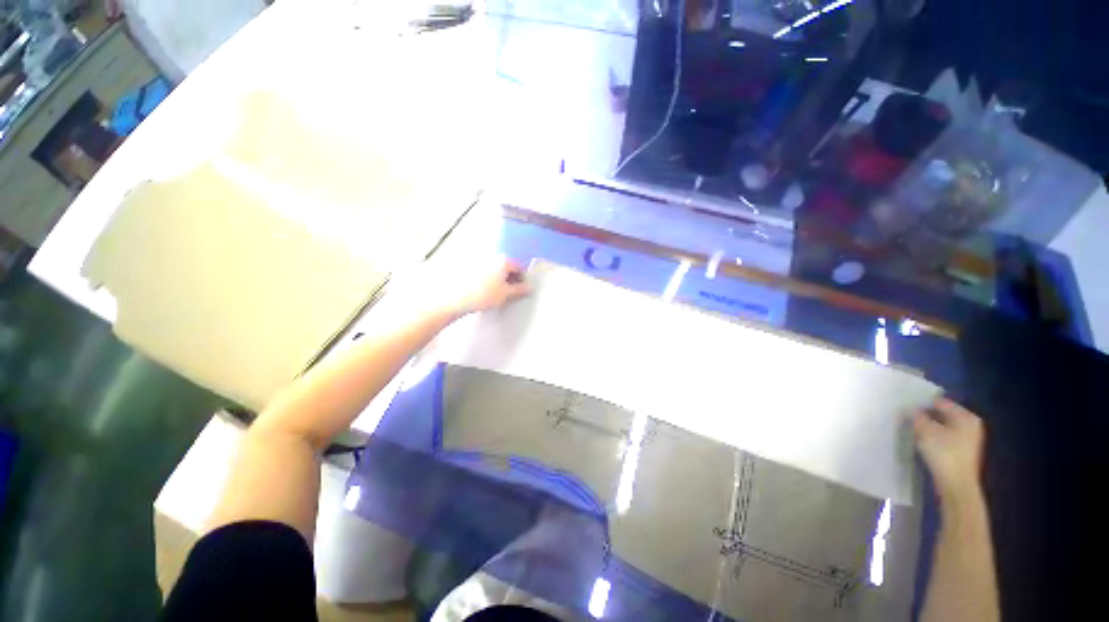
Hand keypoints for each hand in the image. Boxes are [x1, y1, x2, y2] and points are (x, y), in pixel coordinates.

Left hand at [402, 253, 529, 318]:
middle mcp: (490, 256)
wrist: (453, 299)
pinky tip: (482, 290)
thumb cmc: (480, 295)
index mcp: (502, 260)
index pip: (519, 266)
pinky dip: (485, 279)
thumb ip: (519, 290)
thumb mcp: (504, 295)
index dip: (523, 278)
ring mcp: (477, 261)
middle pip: (506, 265)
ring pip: (493, 268)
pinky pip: (482, 271)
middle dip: (510, 277)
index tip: (523, 289)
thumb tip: (529, 287)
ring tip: (495, 293)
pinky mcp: (467, 267)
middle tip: (509, 292)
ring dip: (497, 278)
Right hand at [914, 398, 985, 500]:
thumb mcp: (929, 437)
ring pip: (948, 433)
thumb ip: (919, 421)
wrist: (957, 492)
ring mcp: (969, 444)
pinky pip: (949, 446)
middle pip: (947, 418)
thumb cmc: (946, 459)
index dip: (927, 406)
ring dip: (934, 435)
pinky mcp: (964, 459)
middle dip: (931, 421)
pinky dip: (939, 446)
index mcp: (966, 415)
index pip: (944, 403)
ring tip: (919, 439)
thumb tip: (909, 410)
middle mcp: (971, 426)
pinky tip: (929, 453)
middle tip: (915, 426)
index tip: (912, 411)